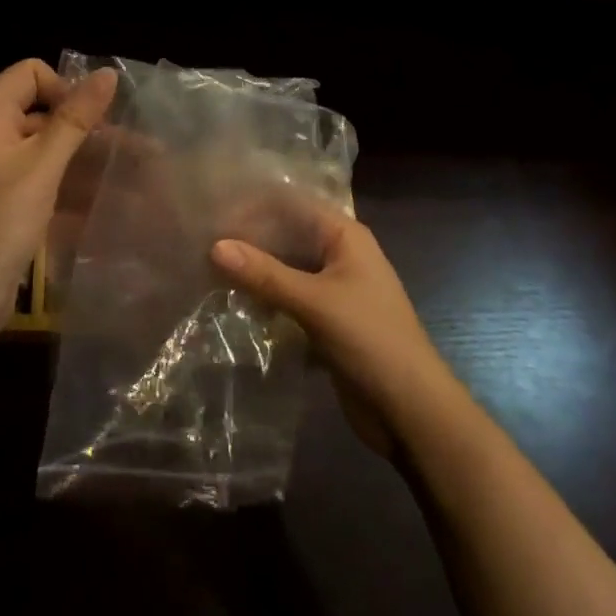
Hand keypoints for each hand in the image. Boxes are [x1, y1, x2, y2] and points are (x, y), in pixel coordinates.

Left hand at [0, 59, 116, 338]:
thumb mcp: (43, 166)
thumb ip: (76, 118)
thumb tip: (108, 73)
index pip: (32, 72)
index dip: (65, 89)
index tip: (91, 122)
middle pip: (42, 109)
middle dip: (85, 126)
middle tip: (132, 147)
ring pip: (47, 145)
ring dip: (84, 157)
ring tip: (133, 172)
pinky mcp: (3, 196)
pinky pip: (41, 174)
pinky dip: (69, 182)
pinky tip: (107, 198)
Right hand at [211, 197, 453, 457]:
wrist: (412, 411)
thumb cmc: (370, 340)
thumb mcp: (314, 302)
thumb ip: (264, 274)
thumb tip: (215, 246)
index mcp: (345, 236)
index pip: (293, 204)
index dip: (255, 205)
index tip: (215, 211)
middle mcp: (340, 254)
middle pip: (287, 235)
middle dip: (250, 239)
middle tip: (203, 242)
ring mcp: (335, 289)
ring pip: (287, 269)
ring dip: (256, 271)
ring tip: (208, 270)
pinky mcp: (327, 320)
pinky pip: (290, 299)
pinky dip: (266, 299)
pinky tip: (233, 303)